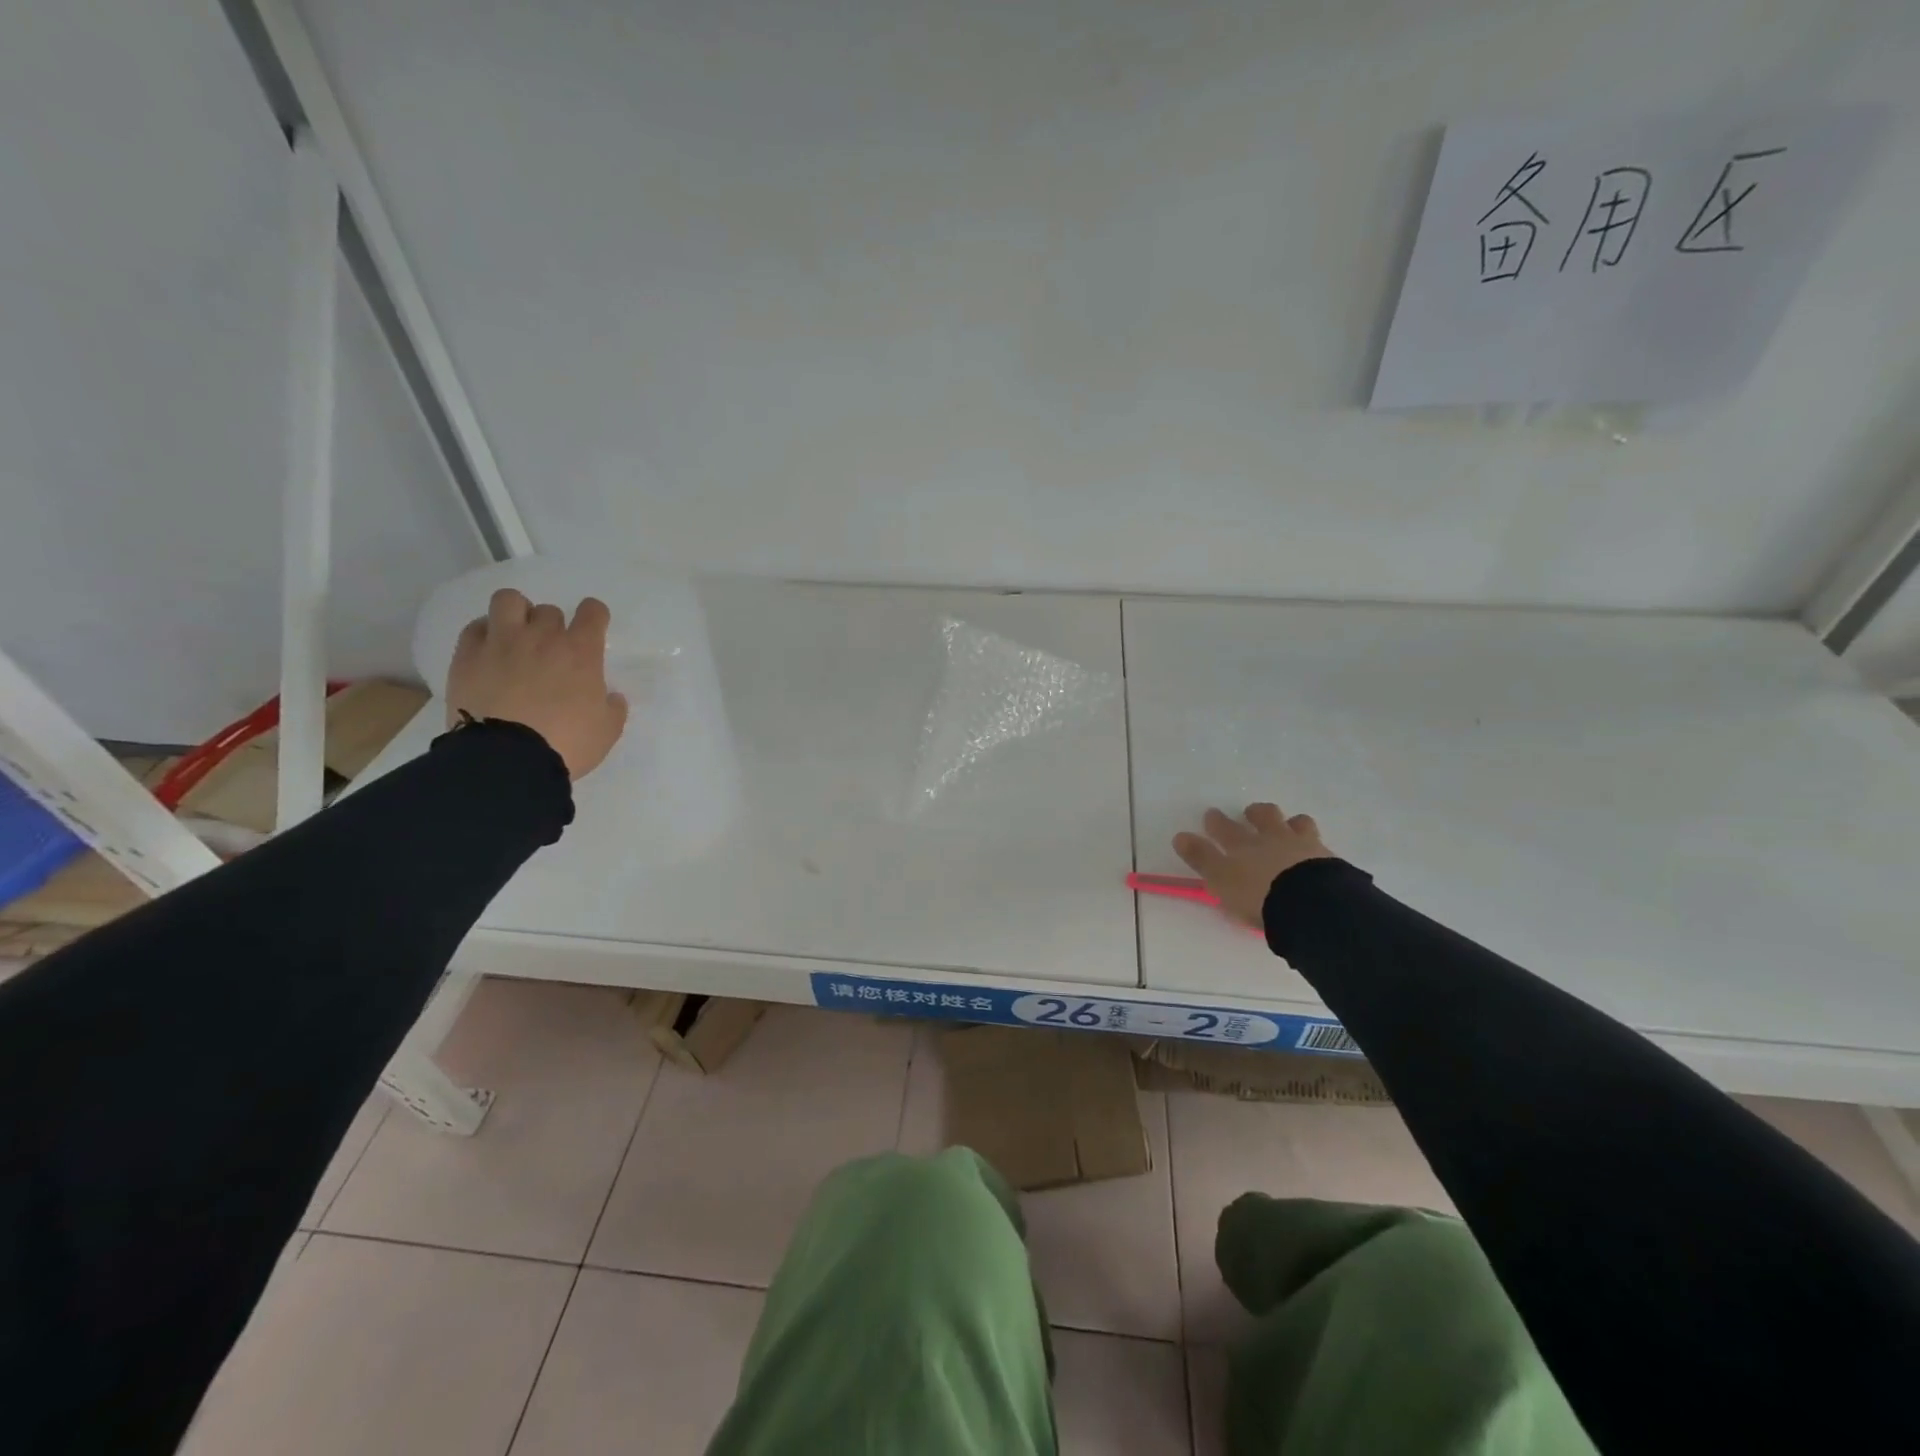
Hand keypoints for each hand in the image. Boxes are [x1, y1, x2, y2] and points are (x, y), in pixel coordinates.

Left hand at [445, 589, 629, 779]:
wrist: (508, 759)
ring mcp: (502, 642)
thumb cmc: (567, 744)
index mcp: (581, 652)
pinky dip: (485, 634)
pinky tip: (489, 653)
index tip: (592, 630)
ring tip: (515, 637)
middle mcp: (542, 637)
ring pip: (508, 600)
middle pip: (549, 611)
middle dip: (553, 627)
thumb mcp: (607, 731)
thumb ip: (612, 707)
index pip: (592, 611)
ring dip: (516, 614)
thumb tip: (610, 697)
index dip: (594, 617)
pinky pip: (476, 628)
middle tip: (550, 652)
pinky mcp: (467, 656)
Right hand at [1173, 804, 1334, 926]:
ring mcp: (1304, 846)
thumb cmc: (1258, 895)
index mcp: (1243, 845)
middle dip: (1256, 813)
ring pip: (1297, 823)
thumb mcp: (1221, 880)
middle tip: (1252, 814)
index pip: (1224, 828)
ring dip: (1290, 823)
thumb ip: (1201, 859)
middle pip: (1264, 816)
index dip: (1216, 821)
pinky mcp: (1329, 860)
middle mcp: (1272, 839)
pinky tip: (1315, 853)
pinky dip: (1313, 845)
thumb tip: (1179, 837)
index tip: (1211, 815)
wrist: (1311, 904)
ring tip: (1289, 827)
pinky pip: (1319, 845)